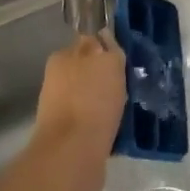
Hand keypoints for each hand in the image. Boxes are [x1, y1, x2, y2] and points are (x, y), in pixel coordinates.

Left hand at [28, 35, 124, 190]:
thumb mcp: (108, 62)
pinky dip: (105, 124)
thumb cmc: (92, 100)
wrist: (72, 155)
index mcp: (62, 58)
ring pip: (91, 97)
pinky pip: (93, 122)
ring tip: (130, 108)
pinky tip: (122, 129)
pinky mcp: (69, 137)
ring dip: (108, 101)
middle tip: (132, 83)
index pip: (88, 42)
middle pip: (89, 71)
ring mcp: (61, 110)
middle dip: (107, 76)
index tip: (126, 58)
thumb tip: (105, 35)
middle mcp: (57, 81)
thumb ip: (108, 46)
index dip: (107, 49)